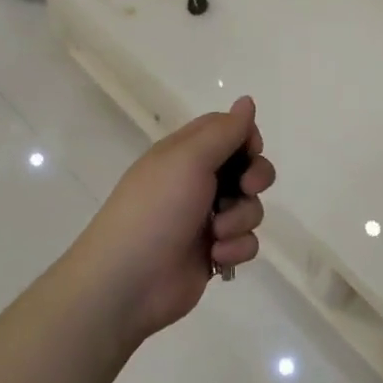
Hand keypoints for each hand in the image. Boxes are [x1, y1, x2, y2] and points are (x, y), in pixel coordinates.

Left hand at [70, 96, 273, 342]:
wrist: (128, 281)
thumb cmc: (156, 210)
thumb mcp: (188, 160)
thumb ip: (224, 131)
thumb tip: (247, 100)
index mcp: (184, 154)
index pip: (226, 131)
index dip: (246, 138)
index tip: (250, 152)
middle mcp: (195, 182)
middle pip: (246, 168)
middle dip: (255, 178)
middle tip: (245, 188)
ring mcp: (205, 220)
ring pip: (250, 207)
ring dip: (241, 219)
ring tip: (217, 233)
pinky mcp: (213, 253)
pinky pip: (245, 242)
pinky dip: (236, 248)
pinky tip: (216, 256)